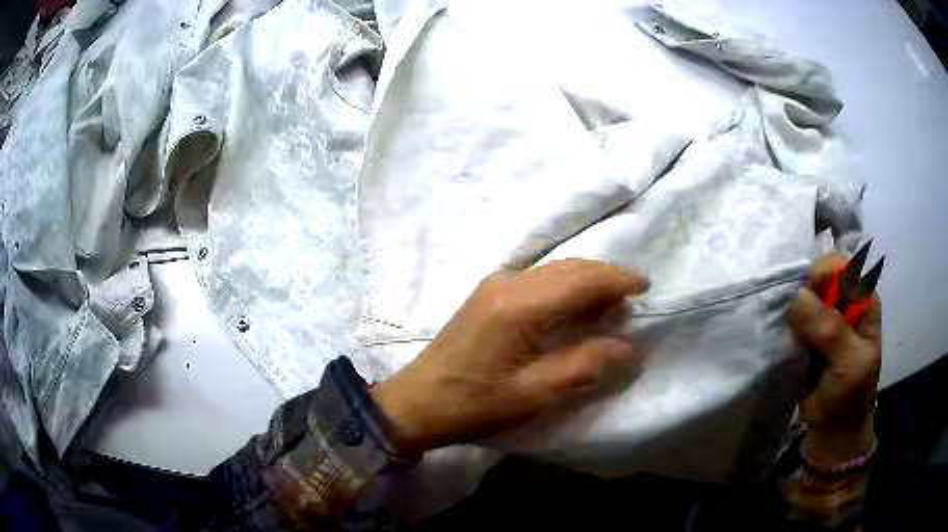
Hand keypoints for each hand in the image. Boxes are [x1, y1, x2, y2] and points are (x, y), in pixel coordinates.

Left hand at [371, 259, 649, 455]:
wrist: (416, 403)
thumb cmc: (474, 404)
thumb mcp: (534, 394)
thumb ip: (584, 365)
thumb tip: (626, 345)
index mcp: (520, 305)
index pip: (581, 279)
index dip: (617, 279)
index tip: (645, 286)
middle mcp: (507, 283)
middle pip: (568, 267)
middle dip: (604, 277)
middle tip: (631, 298)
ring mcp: (493, 285)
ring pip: (552, 270)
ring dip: (584, 280)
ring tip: (610, 302)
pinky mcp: (486, 295)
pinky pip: (536, 279)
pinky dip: (563, 286)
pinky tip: (573, 304)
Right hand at [787, 254, 881, 462]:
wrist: (832, 432)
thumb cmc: (849, 397)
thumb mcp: (848, 363)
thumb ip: (830, 330)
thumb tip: (797, 296)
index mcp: (862, 300)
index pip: (842, 267)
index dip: (823, 275)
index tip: (807, 296)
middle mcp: (843, 303)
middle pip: (819, 278)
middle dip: (804, 293)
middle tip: (793, 320)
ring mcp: (823, 319)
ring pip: (803, 297)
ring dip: (791, 310)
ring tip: (786, 331)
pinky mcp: (806, 335)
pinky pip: (792, 318)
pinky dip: (784, 324)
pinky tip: (781, 335)